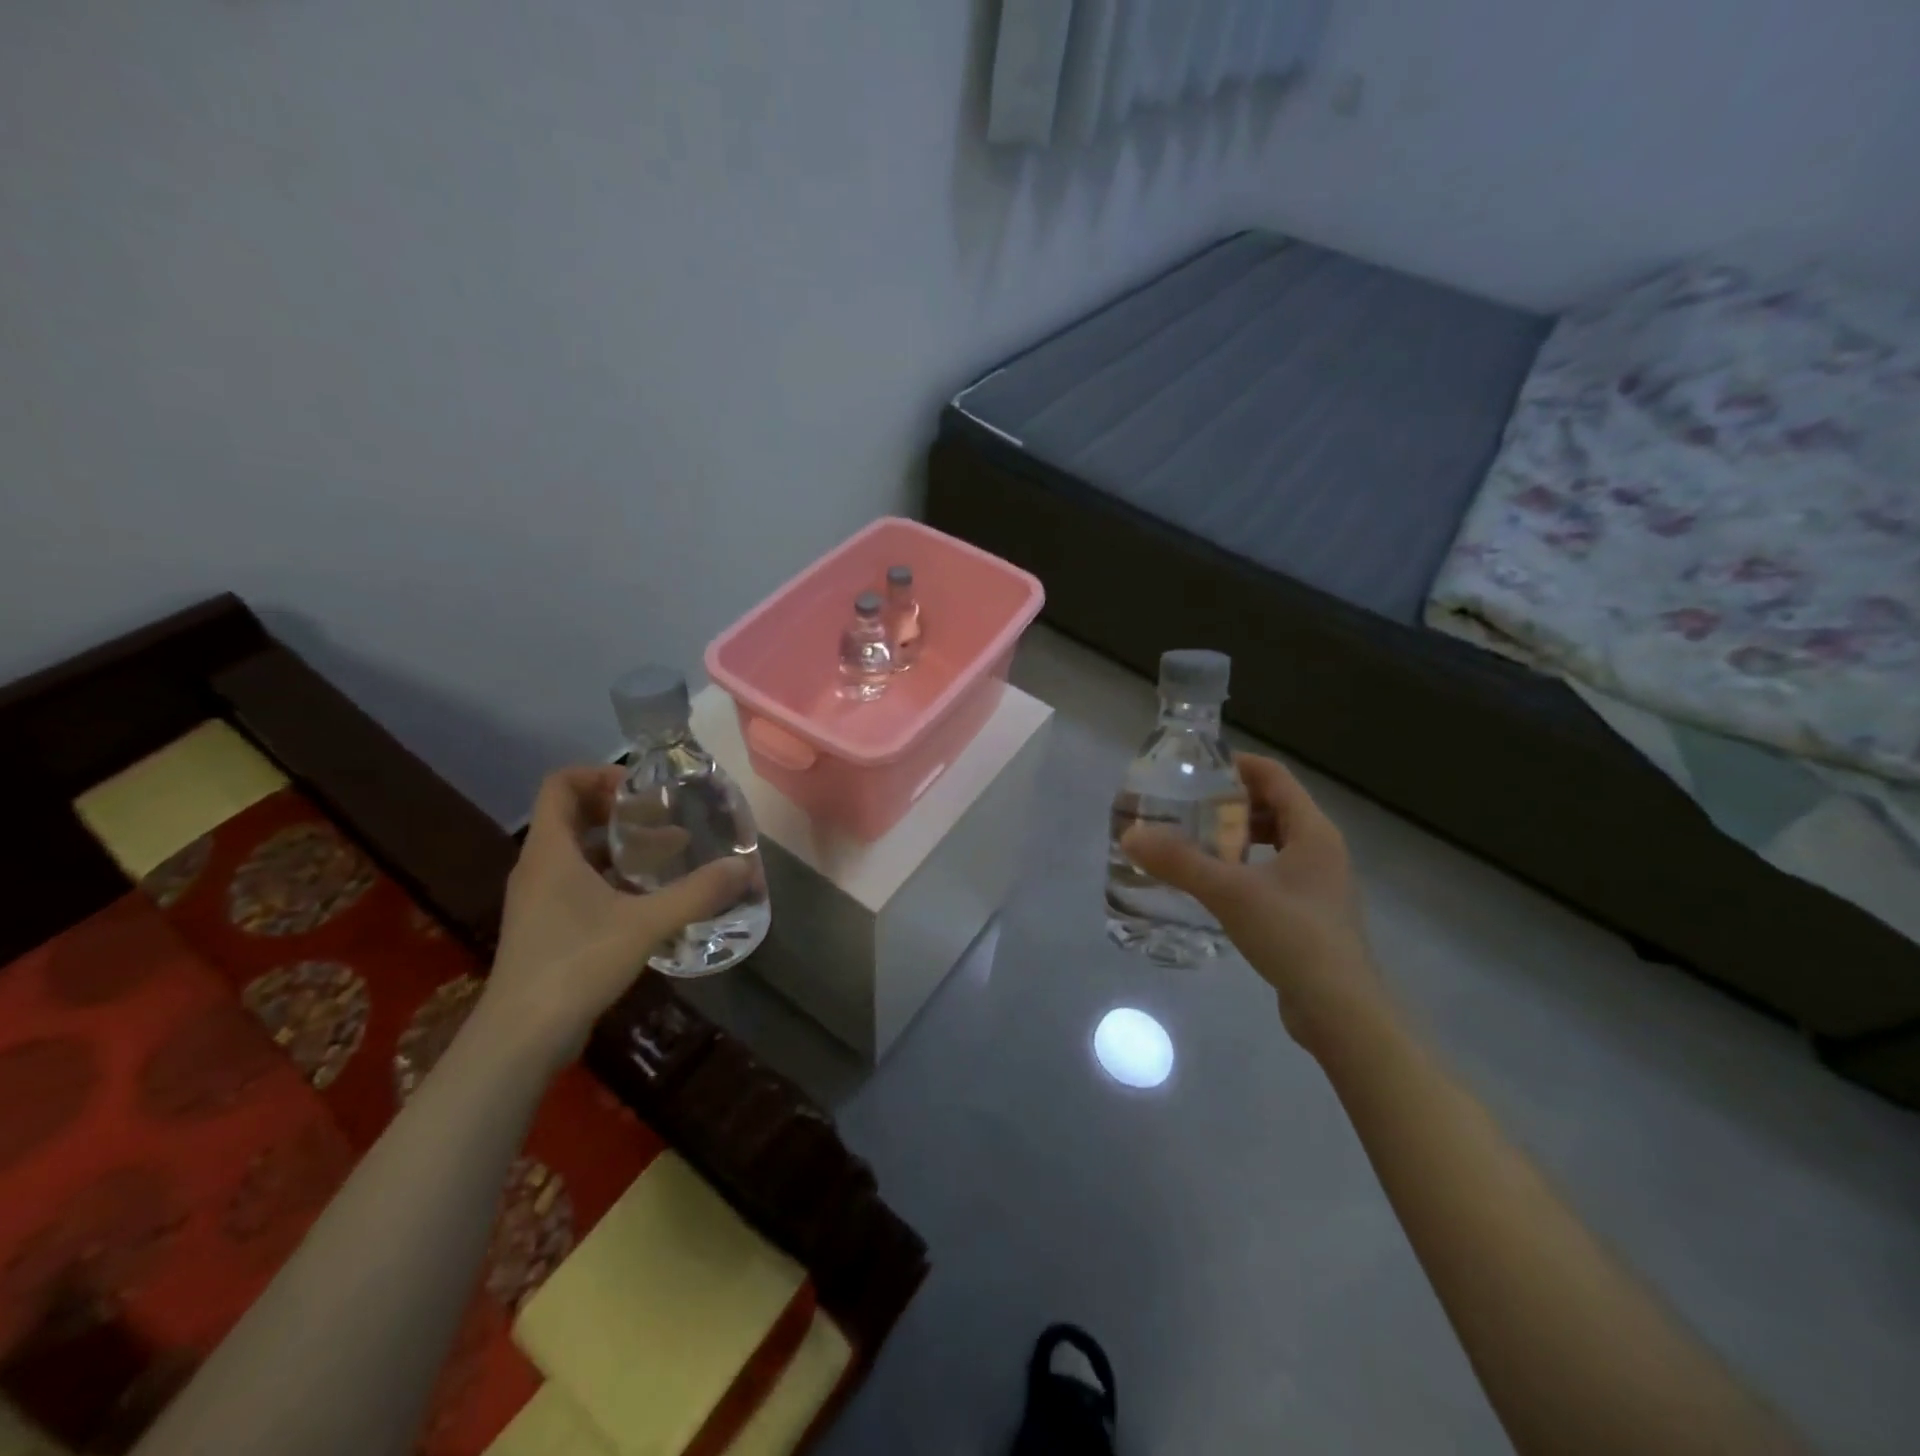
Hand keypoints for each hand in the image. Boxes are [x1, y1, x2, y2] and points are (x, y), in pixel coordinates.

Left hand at [483, 765, 749, 1061]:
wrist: (522, 1036)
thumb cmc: (577, 963)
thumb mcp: (645, 923)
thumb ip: (696, 893)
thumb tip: (744, 868)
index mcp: (550, 851)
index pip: (560, 784)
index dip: (598, 774)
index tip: (641, 788)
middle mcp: (538, 867)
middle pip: (572, 815)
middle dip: (619, 810)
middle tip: (663, 817)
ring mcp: (539, 899)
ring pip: (578, 852)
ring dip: (620, 846)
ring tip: (667, 853)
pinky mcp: (546, 927)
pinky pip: (578, 883)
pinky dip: (612, 877)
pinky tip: (648, 897)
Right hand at [1122, 754, 1381, 1053]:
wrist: (1340, 1011)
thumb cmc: (1293, 936)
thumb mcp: (1229, 893)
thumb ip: (1179, 862)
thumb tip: (1131, 835)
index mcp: (1313, 831)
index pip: (1275, 777)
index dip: (1237, 766)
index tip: (1197, 768)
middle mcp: (1322, 849)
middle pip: (1275, 807)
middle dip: (1231, 804)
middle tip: (1188, 808)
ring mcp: (1320, 883)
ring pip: (1275, 842)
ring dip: (1238, 836)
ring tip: (1197, 844)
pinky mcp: (1312, 913)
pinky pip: (1275, 872)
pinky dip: (1246, 866)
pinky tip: (1217, 885)